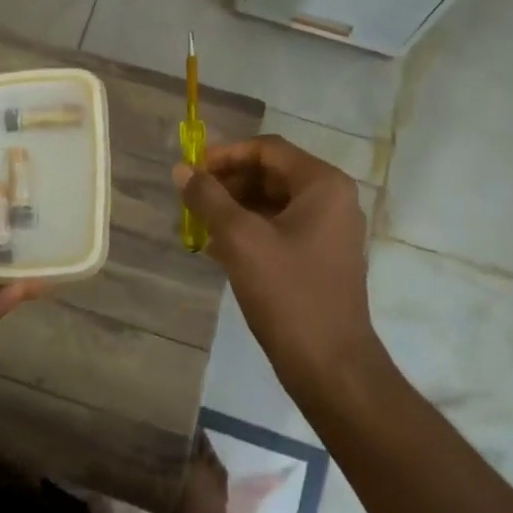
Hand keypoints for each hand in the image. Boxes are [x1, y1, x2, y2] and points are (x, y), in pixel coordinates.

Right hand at [175, 135, 381, 396]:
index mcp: (322, 185)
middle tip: (190, 199)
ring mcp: (329, 230)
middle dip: (228, 183)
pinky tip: (216, 247)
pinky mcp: (320, 257)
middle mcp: (332, 200)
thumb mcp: (240, 239)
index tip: (190, 171)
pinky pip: (279, 228)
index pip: (267, 149)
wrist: (330, 364)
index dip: (225, 155)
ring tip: (197, 224)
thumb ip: (208, 198)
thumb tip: (181, 170)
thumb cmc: (288, 293)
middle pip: (271, 173)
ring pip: (272, 203)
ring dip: (233, 208)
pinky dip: (248, 230)